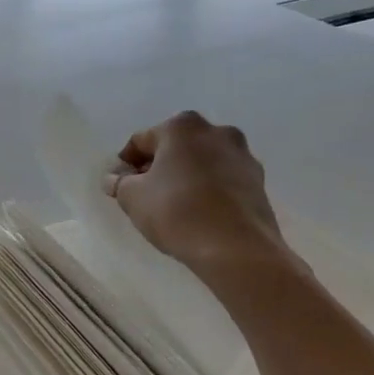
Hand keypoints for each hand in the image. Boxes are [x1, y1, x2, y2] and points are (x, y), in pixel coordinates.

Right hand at [104, 112, 299, 281]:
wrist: (235, 248)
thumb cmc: (176, 212)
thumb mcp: (132, 197)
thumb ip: (119, 182)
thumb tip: (115, 178)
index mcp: (182, 127)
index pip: (141, 140)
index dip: (125, 164)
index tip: (119, 186)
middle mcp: (216, 131)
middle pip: (175, 146)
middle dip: (157, 166)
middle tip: (144, 193)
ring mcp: (242, 154)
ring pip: (201, 161)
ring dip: (184, 176)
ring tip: (173, 204)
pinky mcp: (258, 180)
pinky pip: (222, 178)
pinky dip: (207, 188)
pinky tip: (198, 212)